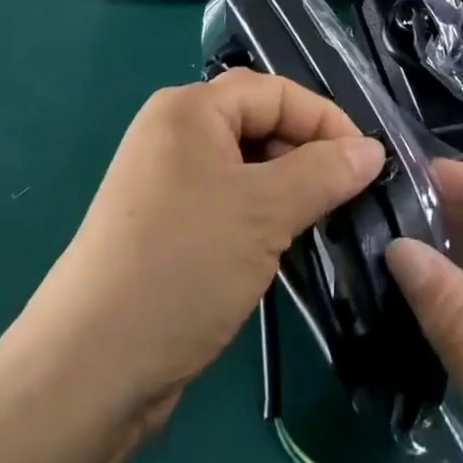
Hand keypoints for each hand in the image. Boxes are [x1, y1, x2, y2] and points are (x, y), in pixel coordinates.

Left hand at [24, 68, 387, 419]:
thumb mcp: (264, 212)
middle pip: (257, 123)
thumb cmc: (183, 264)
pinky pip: (226, 199)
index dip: (324, 119)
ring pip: (244, 165)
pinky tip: (281, 245)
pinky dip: (259, 214)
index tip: (368, 160)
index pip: (274, 92)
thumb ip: (323, 173)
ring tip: (322, 219)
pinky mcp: (164, 225)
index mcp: (190, 108)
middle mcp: (174, 132)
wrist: (89, 370)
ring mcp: (165, 180)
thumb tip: (372, 148)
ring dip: (286, 186)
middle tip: (348, 191)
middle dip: (305, 152)